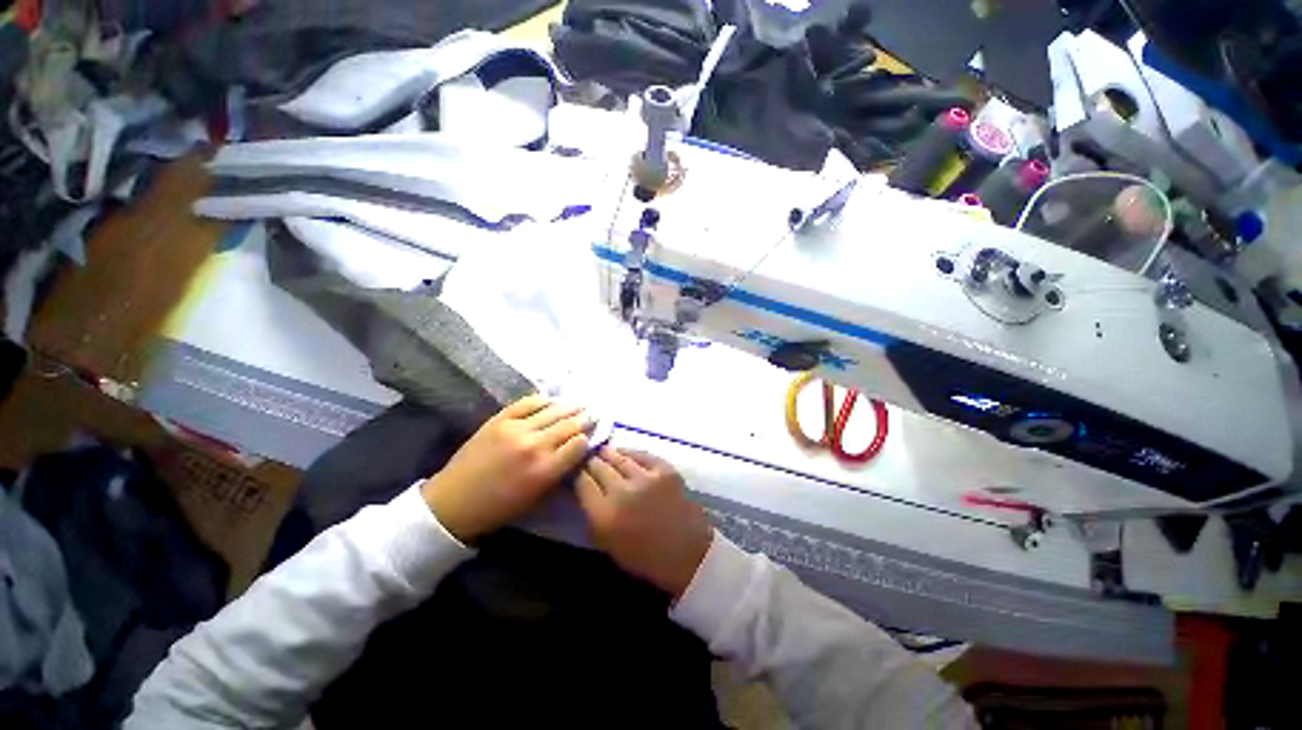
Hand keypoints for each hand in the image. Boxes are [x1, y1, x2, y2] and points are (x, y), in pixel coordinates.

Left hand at [422, 395, 590, 541]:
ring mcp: (516, 429)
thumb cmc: (499, 508)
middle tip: (593, 414)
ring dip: (569, 407)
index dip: (588, 438)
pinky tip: (552, 400)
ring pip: (553, 411)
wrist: (454, 502)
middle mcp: (535, 446)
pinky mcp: (499, 419)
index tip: (592, 434)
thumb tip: (577, 452)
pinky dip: (544, 400)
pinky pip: (528, 403)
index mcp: (545, 471)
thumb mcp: (537, 498)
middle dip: (585, 419)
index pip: (578, 445)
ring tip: (579, 405)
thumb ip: (560, 473)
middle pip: (569, 425)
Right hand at [575, 448, 712, 598]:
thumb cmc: (645, 557)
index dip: (577, 474)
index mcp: (605, 516)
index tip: (575, 471)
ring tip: (602, 450)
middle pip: (598, 466)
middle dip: (590, 462)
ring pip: (618, 457)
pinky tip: (624, 453)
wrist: (688, 554)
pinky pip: (641, 455)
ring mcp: (645, 478)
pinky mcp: (664, 470)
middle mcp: (622, 492)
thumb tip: (584, 490)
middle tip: (587, 458)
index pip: (582, 483)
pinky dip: (630, 453)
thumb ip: (593, 516)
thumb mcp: (609, 544)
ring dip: (607, 454)